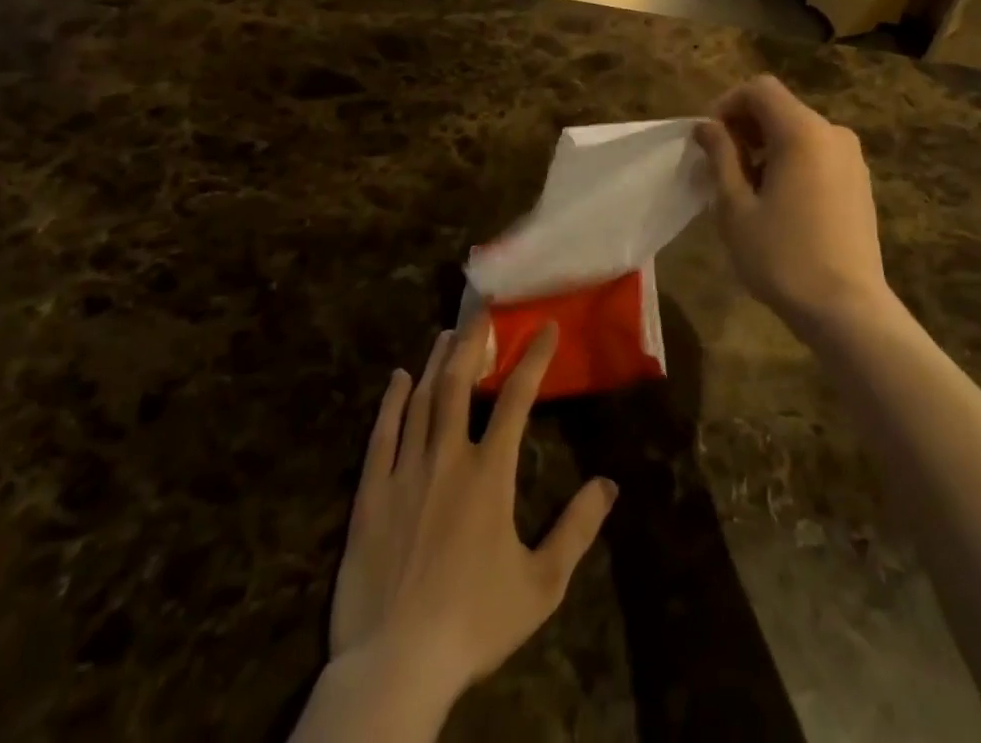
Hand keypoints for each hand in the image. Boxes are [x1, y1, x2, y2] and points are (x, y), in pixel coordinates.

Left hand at [323, 320, 617, 713]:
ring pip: (421, 401)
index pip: (516, 400)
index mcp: (489, 474)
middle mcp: (447, 458)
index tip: (545, 328)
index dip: (533, 359)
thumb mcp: (541, 584)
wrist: (395, 668)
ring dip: (435, 363)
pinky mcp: (370, 495)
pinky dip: (390, 402)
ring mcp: (405, 473)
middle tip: (480, 313)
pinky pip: (381, 435)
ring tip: (445, 334)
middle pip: (459, 384)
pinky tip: (397, 379)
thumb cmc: (474, 623)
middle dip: (472, 343)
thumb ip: (577, 529)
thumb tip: (610, 484)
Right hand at [694, 75, 891, 331]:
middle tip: (721, 167)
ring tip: (746, 189)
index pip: (760, 89)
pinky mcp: (859, 182)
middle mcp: (833, 133)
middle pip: (781, 108)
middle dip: (745, 127)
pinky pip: (818, 154)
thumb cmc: (783, 257)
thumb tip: (706, 126)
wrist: (847, 309)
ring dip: (767, 147)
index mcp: (803, 132)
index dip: (728, 104)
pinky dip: (791, 161)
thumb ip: (720, 156)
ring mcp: (852, 158)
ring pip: (799, 132)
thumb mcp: (735, 207)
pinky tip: (779, 202)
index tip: (709, 139)